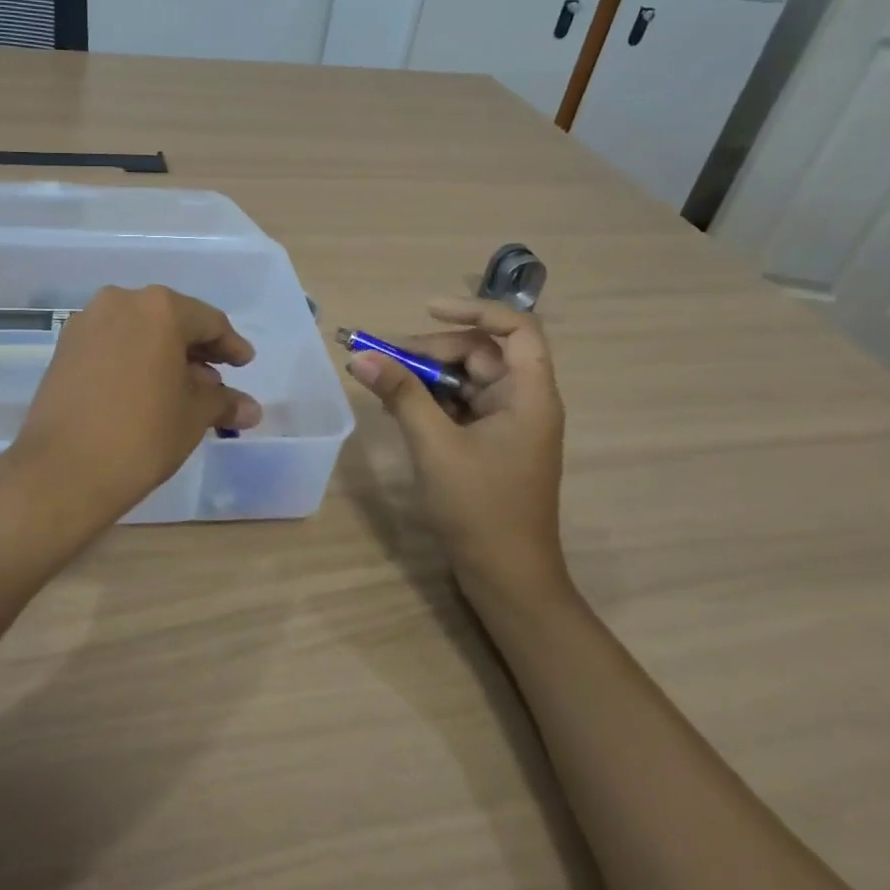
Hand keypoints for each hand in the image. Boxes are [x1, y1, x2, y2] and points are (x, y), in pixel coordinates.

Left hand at [6, 285, 261, 538]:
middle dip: (196, 350)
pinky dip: (134, 359)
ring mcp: (88, 323)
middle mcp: (121, 302)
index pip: (209, 321)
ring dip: (164, 355)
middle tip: (216, 380)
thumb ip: (223, 402)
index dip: (231, 345)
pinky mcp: (65, 347)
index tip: (244, 364)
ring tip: (182, 389)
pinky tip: (145, 389)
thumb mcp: (193, 417)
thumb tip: (251, 408)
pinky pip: (112, 344)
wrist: (63, 470)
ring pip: (139, 331)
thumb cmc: (142, 435)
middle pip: (171, 320)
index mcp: (160, 308)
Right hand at [347, 298, 565, 601]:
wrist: (506, 579)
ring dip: (425, 376)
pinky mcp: (490, 444)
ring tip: (382, 382)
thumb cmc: (480, 509)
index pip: (516, 328)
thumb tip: (359, 356)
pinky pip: (460, 405)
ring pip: (465, 379)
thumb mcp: (435, 446)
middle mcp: (524, 401)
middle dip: (431, 350)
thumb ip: (400, 395)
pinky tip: (397, 407)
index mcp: (529, 394)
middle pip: (480, 352)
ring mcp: (507, 424)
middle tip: (382, 359)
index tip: (426, 311)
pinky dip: (430, 400)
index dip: (474, 310)